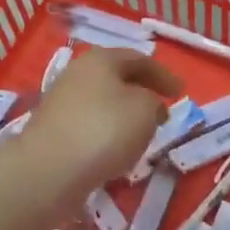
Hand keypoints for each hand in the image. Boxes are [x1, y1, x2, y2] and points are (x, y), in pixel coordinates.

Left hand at [20, 49, 182, 205]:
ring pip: (102, 102)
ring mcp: (61, 103)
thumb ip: (153, 102)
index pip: (139, 59)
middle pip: (116, 78)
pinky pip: (89, 125)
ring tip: (142, 134)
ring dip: (124, 114)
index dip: (163, 74)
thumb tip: (147, 106)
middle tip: (162, 110)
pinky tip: (115, 151)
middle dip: (142, 92)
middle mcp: (77, 74)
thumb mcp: (145, 109)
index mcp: (100, 60)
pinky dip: (107, 133)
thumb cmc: (104, 130)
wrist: (48, 171)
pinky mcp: (53, 132)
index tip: (181, 92)